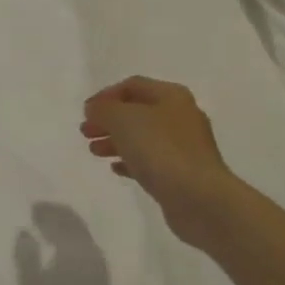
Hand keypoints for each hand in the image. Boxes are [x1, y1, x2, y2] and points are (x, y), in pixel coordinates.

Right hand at [15, 202, 114, 284]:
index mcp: (77, 252)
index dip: (48, 211)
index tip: (32, 207)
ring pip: (85, 239)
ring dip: (68, 229)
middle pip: (78, 226)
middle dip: (59, 216)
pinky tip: (65, 252)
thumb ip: (26, 257)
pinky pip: (89, 252)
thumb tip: (24, 232)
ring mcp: (103, 273)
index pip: (64, 220)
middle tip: (39, 213)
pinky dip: (75, 243)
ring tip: (49, 229)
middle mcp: (94, 257)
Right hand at [81, 77, 237, 248]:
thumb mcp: (123, 120)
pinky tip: (116, 169)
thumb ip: (103, 110)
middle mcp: (181, 116)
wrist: (199, 198)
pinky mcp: (183, 173)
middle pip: (137, 111)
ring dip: (116, 141)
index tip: (85, 112)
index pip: (132, 85)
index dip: (105, 95)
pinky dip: (131, 161)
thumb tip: (94, 109)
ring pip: (143, 137)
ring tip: (94, 152)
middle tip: (85, 132)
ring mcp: (184, 147)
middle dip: (109, 120)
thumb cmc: (160, 150)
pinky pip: (152, 161)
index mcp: (171, 96)